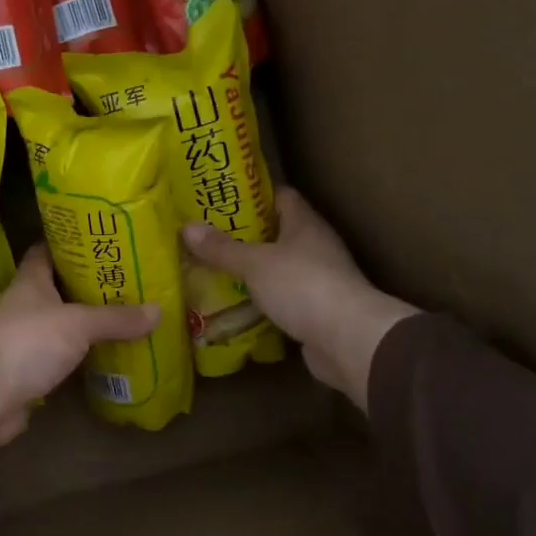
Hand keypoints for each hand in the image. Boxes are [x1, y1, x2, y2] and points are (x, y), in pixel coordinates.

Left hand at [0, 247, 159, 464]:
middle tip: (127, 281)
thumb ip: (116, 317)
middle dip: (88, 285)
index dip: (70, 243)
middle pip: (58, 289)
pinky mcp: (28, 372)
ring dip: (86, 324)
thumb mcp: (78, 324)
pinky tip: (107, 356)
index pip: (47, 251)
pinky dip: (81, 357)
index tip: (101, 240)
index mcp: (30, 282)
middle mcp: (25, 307)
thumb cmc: (26, 343)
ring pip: (61, 326)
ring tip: (126, 316)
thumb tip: (158, 310)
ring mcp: (24, 341)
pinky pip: (61, 359)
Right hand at [183, 189, 417, 409]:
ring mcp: (317, 280)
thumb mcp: (255, 263)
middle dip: (243, 236)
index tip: (220, 199)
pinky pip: (280, 299)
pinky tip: (233, 305)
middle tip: (206, 237)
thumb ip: (222, 248)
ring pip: (277, 269)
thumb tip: (187, 227)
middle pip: (276, 234)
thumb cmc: (303, 286)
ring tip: (212, 271)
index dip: (252, 196)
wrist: (347, 339)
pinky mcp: (314, 311)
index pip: (281, 197)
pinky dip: (259, 301)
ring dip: (250, 272)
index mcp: (305, 224)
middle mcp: (314, 247)